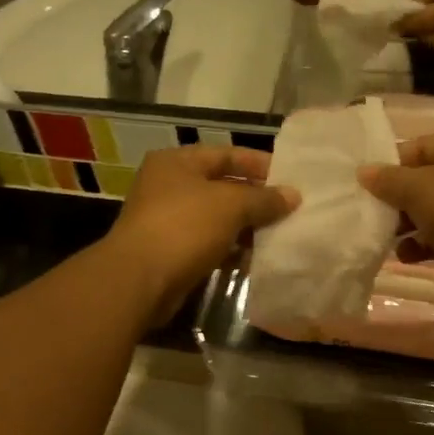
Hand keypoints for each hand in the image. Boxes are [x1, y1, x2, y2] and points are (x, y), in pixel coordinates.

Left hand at [102, 145, 297, 324]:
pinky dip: (230, 250)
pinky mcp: (171, 252)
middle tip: (290, 210)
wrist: (139, 280)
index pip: (226, 154)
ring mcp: (167, 220)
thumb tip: (293, 195)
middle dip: (256, 199)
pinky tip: (255, 260)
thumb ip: (263, 199)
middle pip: (222, 187)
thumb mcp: (230, 205)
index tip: (291, 178)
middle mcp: (169, 186)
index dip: (259, 164)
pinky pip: (208, 244)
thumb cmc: (184, 227)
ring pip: (217, 219)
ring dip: (246, 228)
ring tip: (279, 235)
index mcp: (177, 162)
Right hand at [359, 134, 433, 308]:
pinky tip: (407, 255)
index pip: (421, 147)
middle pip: (426, 181)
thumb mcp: (418, 188)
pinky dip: (423, 244)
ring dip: (407, 224)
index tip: (368, 184)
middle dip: (398, 198)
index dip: (392, 164)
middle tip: (373, 212)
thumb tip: (363, 172)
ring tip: (386, 237)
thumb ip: (388, 179)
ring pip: (433, 211)